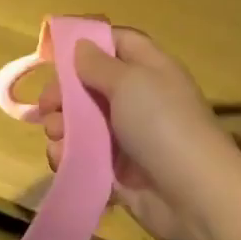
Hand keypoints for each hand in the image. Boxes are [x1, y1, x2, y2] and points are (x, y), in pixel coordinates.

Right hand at [38, 28, 240, 239]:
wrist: (194, 197)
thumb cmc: (162, 125)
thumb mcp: (130, 82)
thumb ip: (99, 63)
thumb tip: (81, 44)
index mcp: (150, 69)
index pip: (118, 42)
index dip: (88, 43)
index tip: (54, 55)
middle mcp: (139, 99)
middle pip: (92, 85)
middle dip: (64, 93)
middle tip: (46, 107)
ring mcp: (129, 138)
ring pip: (83, 124)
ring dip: (62, 127)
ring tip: (56, 137)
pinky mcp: (119, 172)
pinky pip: (85, 158)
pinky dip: (69, 157)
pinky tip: (61, 161)